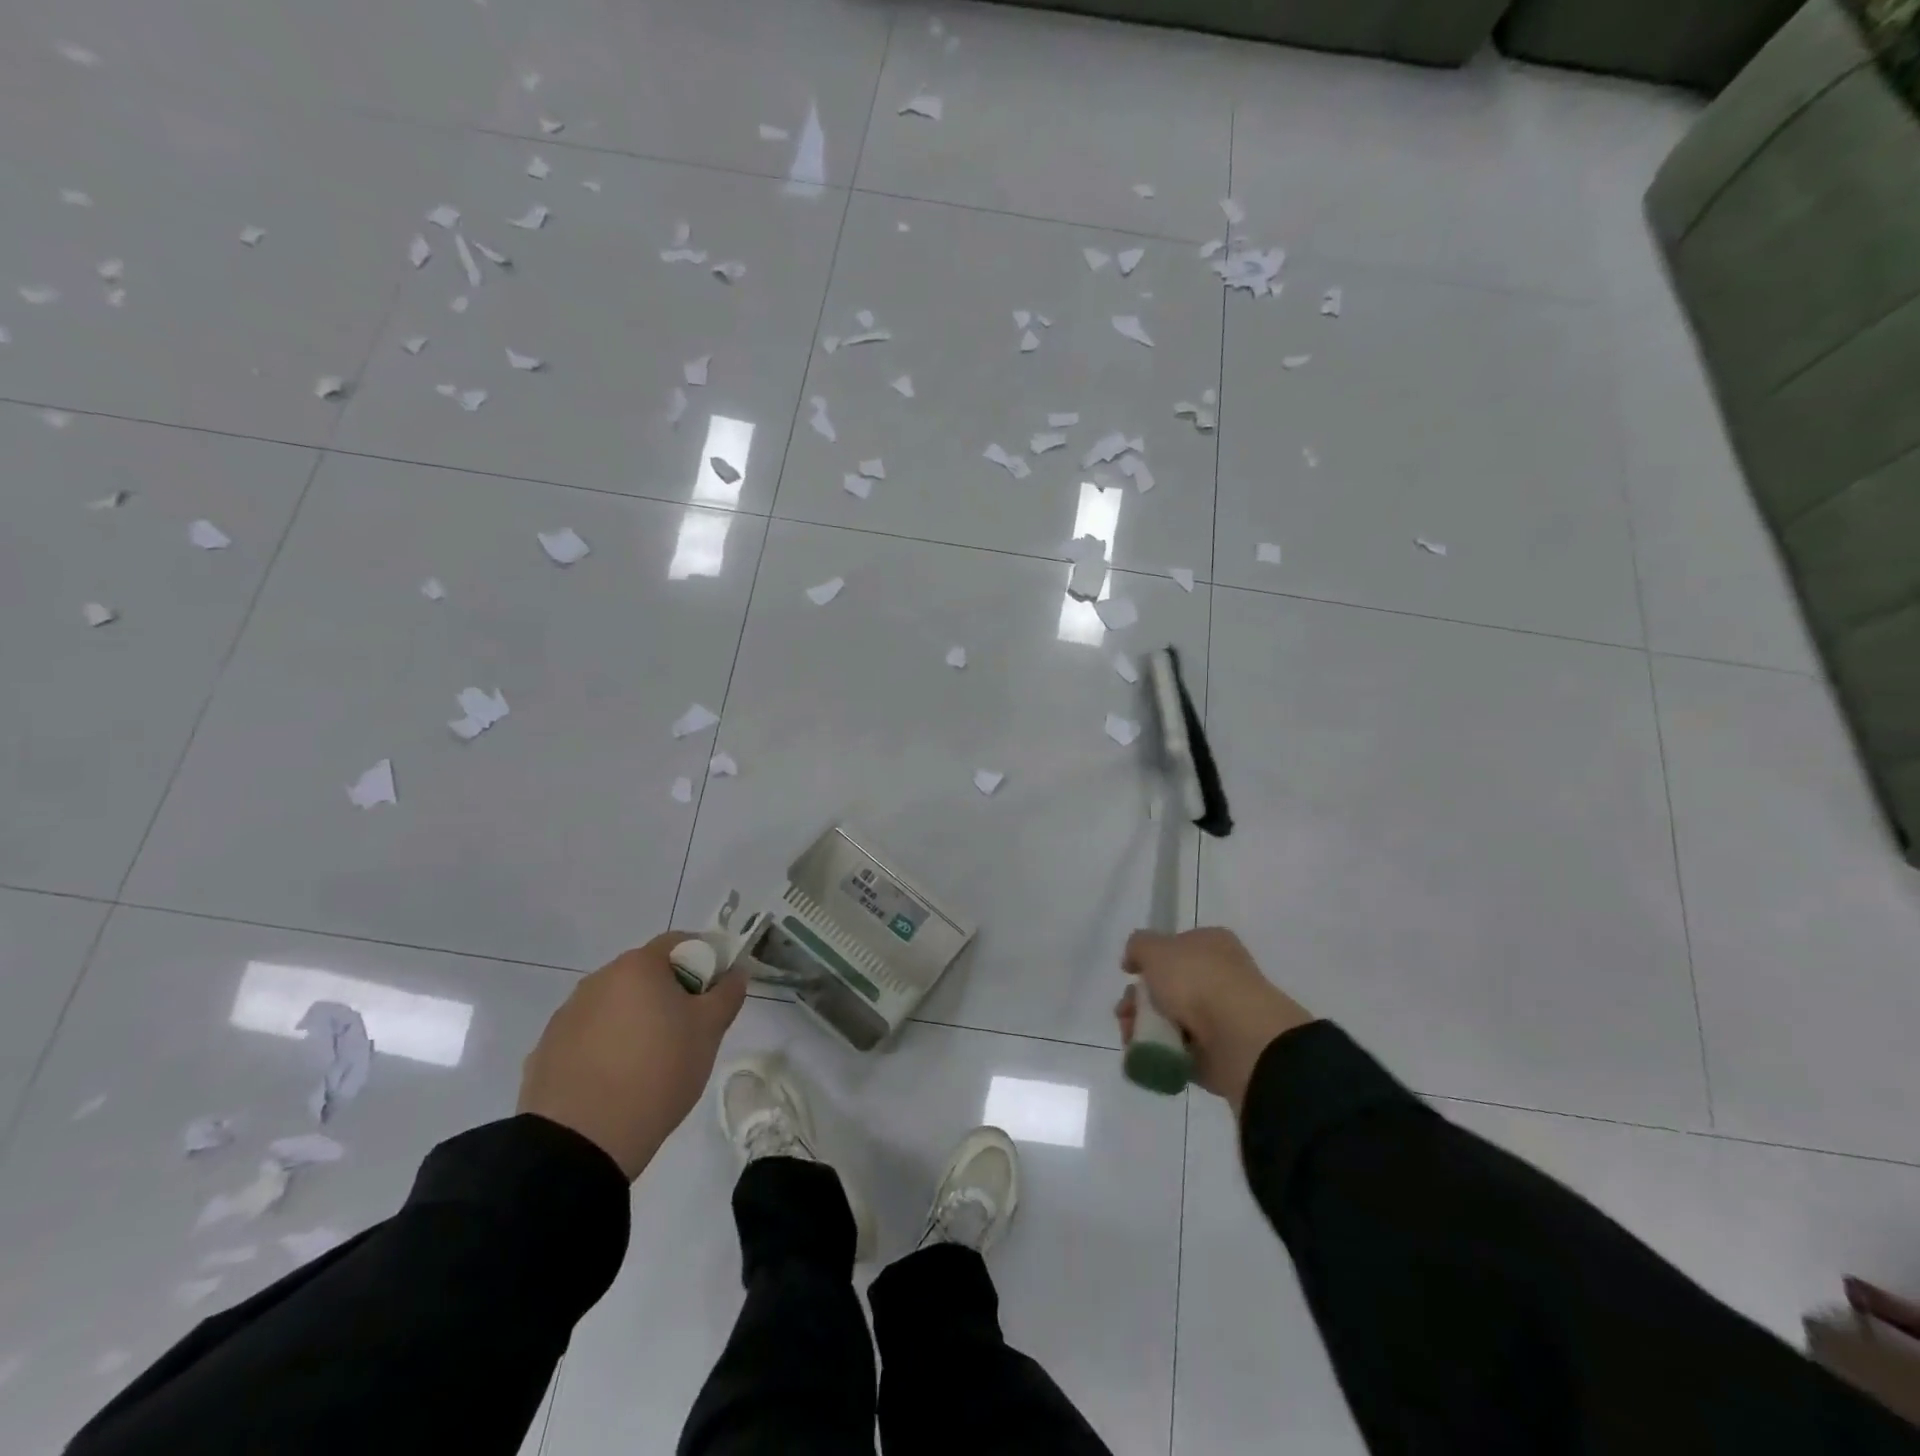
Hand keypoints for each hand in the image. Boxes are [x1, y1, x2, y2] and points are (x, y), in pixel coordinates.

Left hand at [519, 932, 745, 1179]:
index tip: (714, 994)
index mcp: (638, 966)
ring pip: (615, 1006)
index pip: (679, 943)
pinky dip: (606, 1047)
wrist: (581, 1141)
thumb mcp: (709, 1031)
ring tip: (650, 1062)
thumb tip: (734, 972)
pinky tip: (616, 1082)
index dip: (704, 961)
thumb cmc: (658, 1071)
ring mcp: (566, 1015)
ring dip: (635, 1020)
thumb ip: (727, 994)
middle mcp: (598, 980)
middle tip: (688, 1030)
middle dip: (669, 993)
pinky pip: (588, 1037)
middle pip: (645, 974)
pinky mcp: (546, 1051)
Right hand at [1116, 928, 1313, 1112]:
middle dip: (1138, 1001)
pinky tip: (1143, 1053)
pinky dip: (1159, 1052)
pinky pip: (1180, 1050)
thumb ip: (1138, 945)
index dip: (1149, 960)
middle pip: (1168, 987)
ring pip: (1170, 1020)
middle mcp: (1220, 977)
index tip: (1129, 974)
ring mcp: (1221, 1017)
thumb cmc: (1197, 980)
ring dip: (1144, 1027)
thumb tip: (1134, 959)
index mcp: (1212, 945)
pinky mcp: (1218, 1053)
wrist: (1239, 1038)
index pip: (1176, 947)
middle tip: (1124, 1013)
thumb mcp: (1155, 948)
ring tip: (1130, 1037)